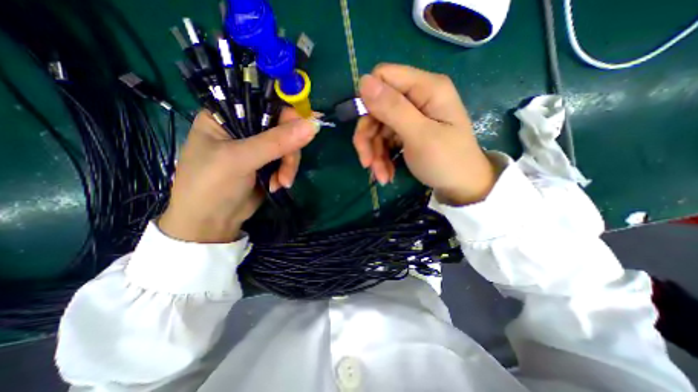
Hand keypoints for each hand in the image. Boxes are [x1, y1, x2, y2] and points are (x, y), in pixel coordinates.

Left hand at [159, 109, 317, 240]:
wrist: (211, 223)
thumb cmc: (212, 185)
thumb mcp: (241, 159)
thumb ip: (277, 141)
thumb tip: (314, 125)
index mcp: (226, 114)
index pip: (264, 101)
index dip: (287, 112)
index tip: (305, 127)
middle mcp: (243, 126)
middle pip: (282, 125)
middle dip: (289, 149)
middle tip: (286, 170)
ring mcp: (258, 146)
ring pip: (288, 144)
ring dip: (289, 165)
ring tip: (281, 183)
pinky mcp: (268, 162)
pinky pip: (287, 160)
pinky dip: (287, 172)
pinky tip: (278, 185)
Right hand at [355, 63, 496, 204]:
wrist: (461, 187)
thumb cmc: (447, 161)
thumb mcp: (420, 136)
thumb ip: (393, 108)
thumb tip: (363, 81)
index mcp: (426, 88)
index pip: (384, 76)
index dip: (369, 101)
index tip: (366, 131)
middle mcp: (417, 98)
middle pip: (377, 107)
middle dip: (368, 137)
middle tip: (367, 163)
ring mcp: (411, 116)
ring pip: (378, 128)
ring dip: (375, 153)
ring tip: (381, 176)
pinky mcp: (407, 132)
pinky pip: (385, 140)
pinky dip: (382, 158)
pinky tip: (386, 174)